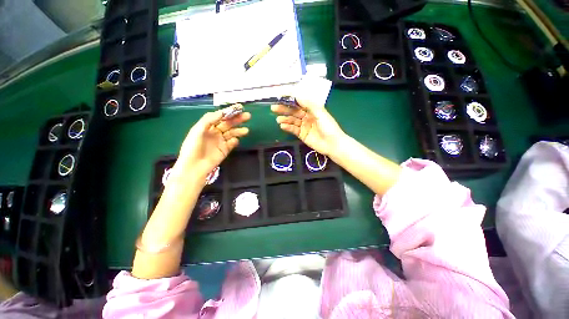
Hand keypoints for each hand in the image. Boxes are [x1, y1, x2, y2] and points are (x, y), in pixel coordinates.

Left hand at [177, 104, 249, 179]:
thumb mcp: (197, 130)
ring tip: (246, 130)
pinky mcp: (225, 150)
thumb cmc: (193, 147)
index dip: (229, 112)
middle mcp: (215, 132)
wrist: (194, 166)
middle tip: (248, 116)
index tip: (239, 108)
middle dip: (238, 119)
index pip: (220, 116)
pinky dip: (235, 141)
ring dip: (239, 131)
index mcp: (208, 126)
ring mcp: (221, 141)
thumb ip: (209, 120)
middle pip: (228, 124)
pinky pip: (232, 143)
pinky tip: (235, 141)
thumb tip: (221, 112)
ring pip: (232, 133)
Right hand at [271, 96, 345, 155]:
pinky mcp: (302, 135)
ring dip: (285, 119)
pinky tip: (282, 126)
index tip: (280, 96)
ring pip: (292, 121)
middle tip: (274, 108)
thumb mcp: (320, 113)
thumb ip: (309, 104)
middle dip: (284, 109)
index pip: (299, 102)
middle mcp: (307, 116)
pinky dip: (287, 127)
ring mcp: (304, 126)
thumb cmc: (329, 127)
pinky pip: (293, 130)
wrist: (333, 144)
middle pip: (293, 111)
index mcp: (312, 109)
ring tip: (278, 119)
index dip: (290, 99)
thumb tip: (297, 95)